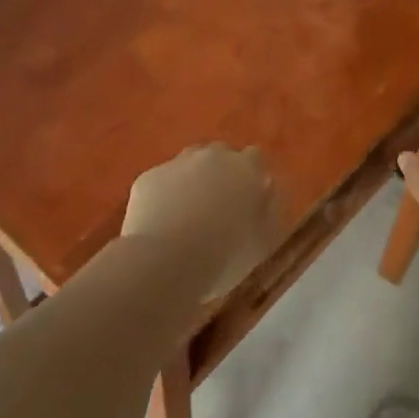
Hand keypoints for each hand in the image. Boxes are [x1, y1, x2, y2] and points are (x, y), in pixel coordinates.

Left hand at [123, 143, 279, 297]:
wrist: (165, 261)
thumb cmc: (224, 256)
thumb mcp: (264, 241)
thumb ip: (270, 210)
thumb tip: (268, 193)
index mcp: (247, 169)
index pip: (255, 158)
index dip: (251, 177)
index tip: (248, 199)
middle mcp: (212, 156)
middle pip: (220, 155)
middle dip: (221, 174)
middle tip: (219, 208)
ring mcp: (176, 163)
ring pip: (188, 164)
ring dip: (191, 181)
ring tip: (188, 215)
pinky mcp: (148, 177)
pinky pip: (162, 182)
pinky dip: (164, 196)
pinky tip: (162, 223)